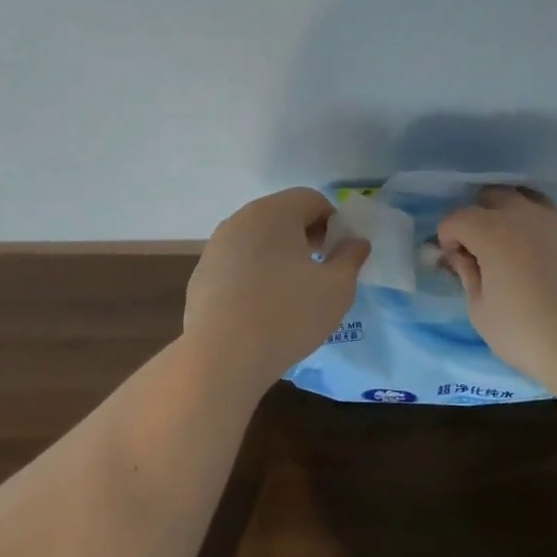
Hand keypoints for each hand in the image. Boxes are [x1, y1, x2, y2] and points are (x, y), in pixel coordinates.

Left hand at [184, 188, 370, 384]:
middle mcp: (240, 220)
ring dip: (278, 255)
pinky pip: (237, 263)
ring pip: (257, 239)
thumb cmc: (288, 314)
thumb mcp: (337, 288)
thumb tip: (356, 242)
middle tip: (319, 271)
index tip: (338, 255)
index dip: (333, 223)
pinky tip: (261, 309)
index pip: (312, 199)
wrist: (222, 357)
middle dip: (305, 237)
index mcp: (274, 212)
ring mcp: (215, 247)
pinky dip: (254, 275)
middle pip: (282, 215)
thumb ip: (350, 258)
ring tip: (290, 293)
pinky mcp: (201, 275)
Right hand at [438, 187, 556, 383]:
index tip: (455, 263)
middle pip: (492, 196)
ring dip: (511, 216)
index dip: (448, 238)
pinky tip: (544, 261)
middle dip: (478, 216)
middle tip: (481, 250)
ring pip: (527, 200)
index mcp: (493, 231)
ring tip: (513, 248)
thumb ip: (467, 275)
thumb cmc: (525, 333)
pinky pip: (553, 219)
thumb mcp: (481, 311)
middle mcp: (525, 215)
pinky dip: (540, 230)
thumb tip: (460, 256)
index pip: (457, 217)